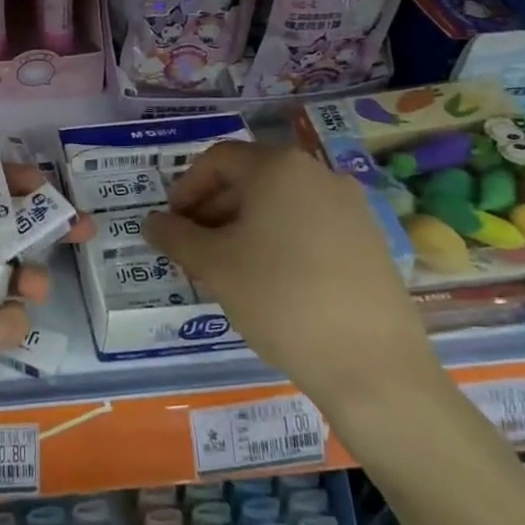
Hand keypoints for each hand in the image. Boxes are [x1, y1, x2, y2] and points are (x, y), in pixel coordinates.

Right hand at [144, 142, 440, 419]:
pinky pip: (308, 225)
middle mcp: (318, 174)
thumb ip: (175, 236)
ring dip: (242, 227)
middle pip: (250, 178)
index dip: (185, 188)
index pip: (217, 159)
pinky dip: (277, 241)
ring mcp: (350, 207)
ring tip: (225, 270)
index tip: (171, 225)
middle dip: (212, 210)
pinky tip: (268, 282)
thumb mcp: (214, 265)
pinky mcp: (369, 240)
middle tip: (191, 250)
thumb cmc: (280, 298)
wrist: (373, 365)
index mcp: (279, 168)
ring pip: (279, 204)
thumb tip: (151, 223)